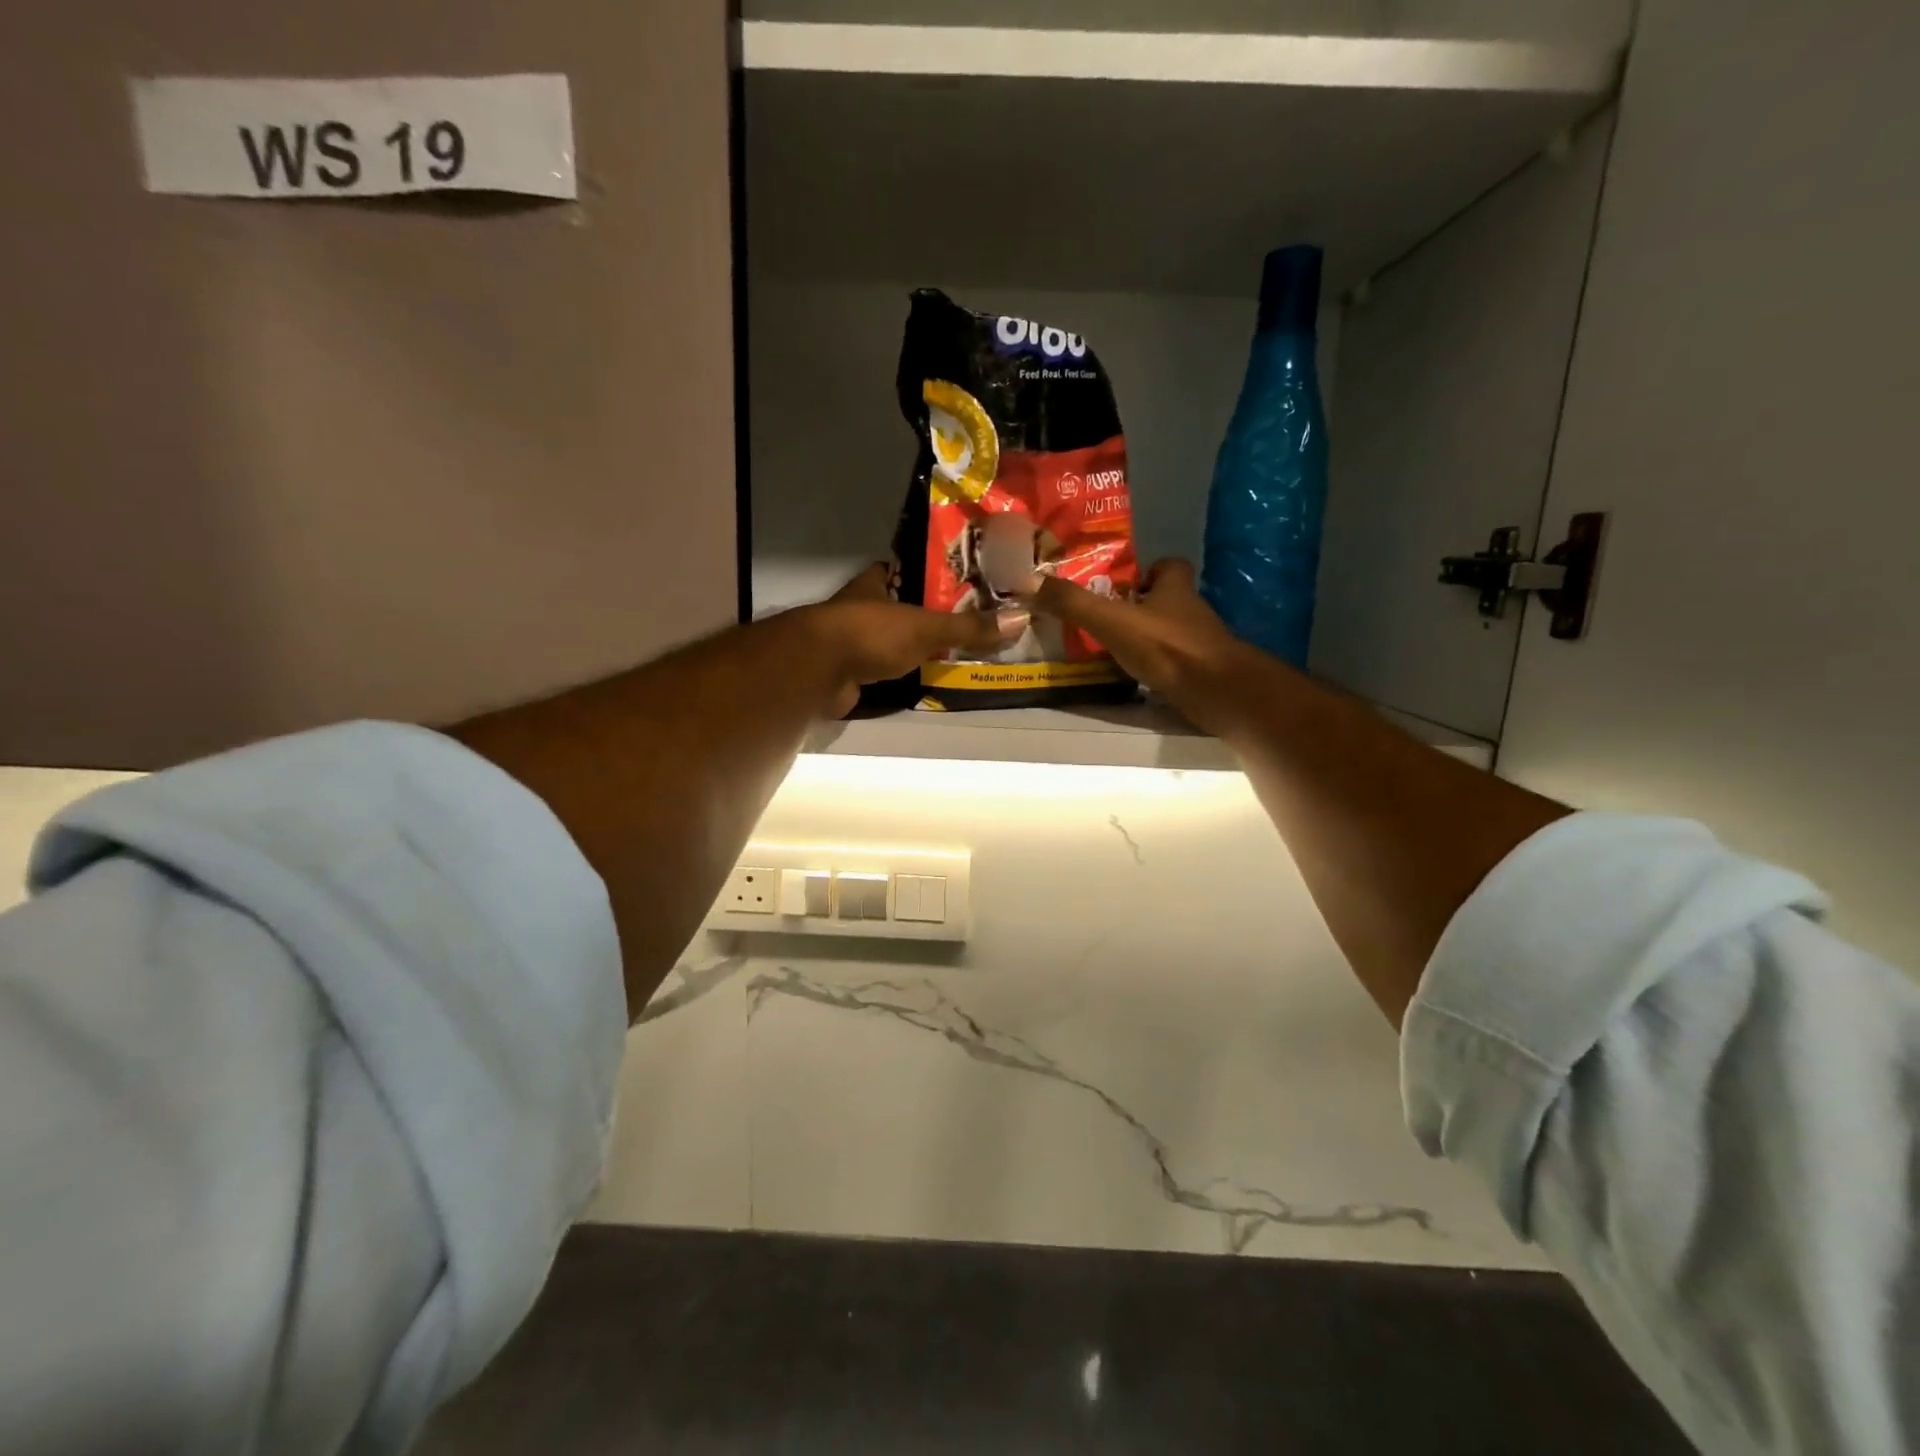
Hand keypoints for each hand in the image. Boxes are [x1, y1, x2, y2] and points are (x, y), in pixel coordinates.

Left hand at [804, 563, 1025, 715]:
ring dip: (911, 647)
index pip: (903, 571)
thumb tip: (1019, 619)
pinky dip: (898, 675)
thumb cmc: (871, 633)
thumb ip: (968, 627)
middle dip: (924, 615)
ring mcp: (851, 641)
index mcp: (875, 583)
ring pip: (889, 640)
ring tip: (951, 652)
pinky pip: (881, 670)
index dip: (925, 575)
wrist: (819, 671)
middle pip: (898, 608)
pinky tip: (922, 679)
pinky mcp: (848, 672)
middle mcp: (860, 608)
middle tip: (964, 622)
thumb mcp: (927, 627)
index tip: (956, 582)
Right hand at [1032, 559, 1250, 730]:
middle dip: (1142, 607)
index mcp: (1174, 589)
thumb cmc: (1167, 647)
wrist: (1217, 691)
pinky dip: (1158, 666)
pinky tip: (1136, 677)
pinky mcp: (1202, 672)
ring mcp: (1200, 643)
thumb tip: (1034, 582)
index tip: (1124, 585)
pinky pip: (1176, 661)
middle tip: (1109, 620)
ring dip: (1148, 639)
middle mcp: (1191, 611)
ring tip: (1115, 651)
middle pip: (1168, 600)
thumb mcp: (1112, 621)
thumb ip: (1075, 604)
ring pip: (1171, 632)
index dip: (1149, 571)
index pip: (1170, 566)